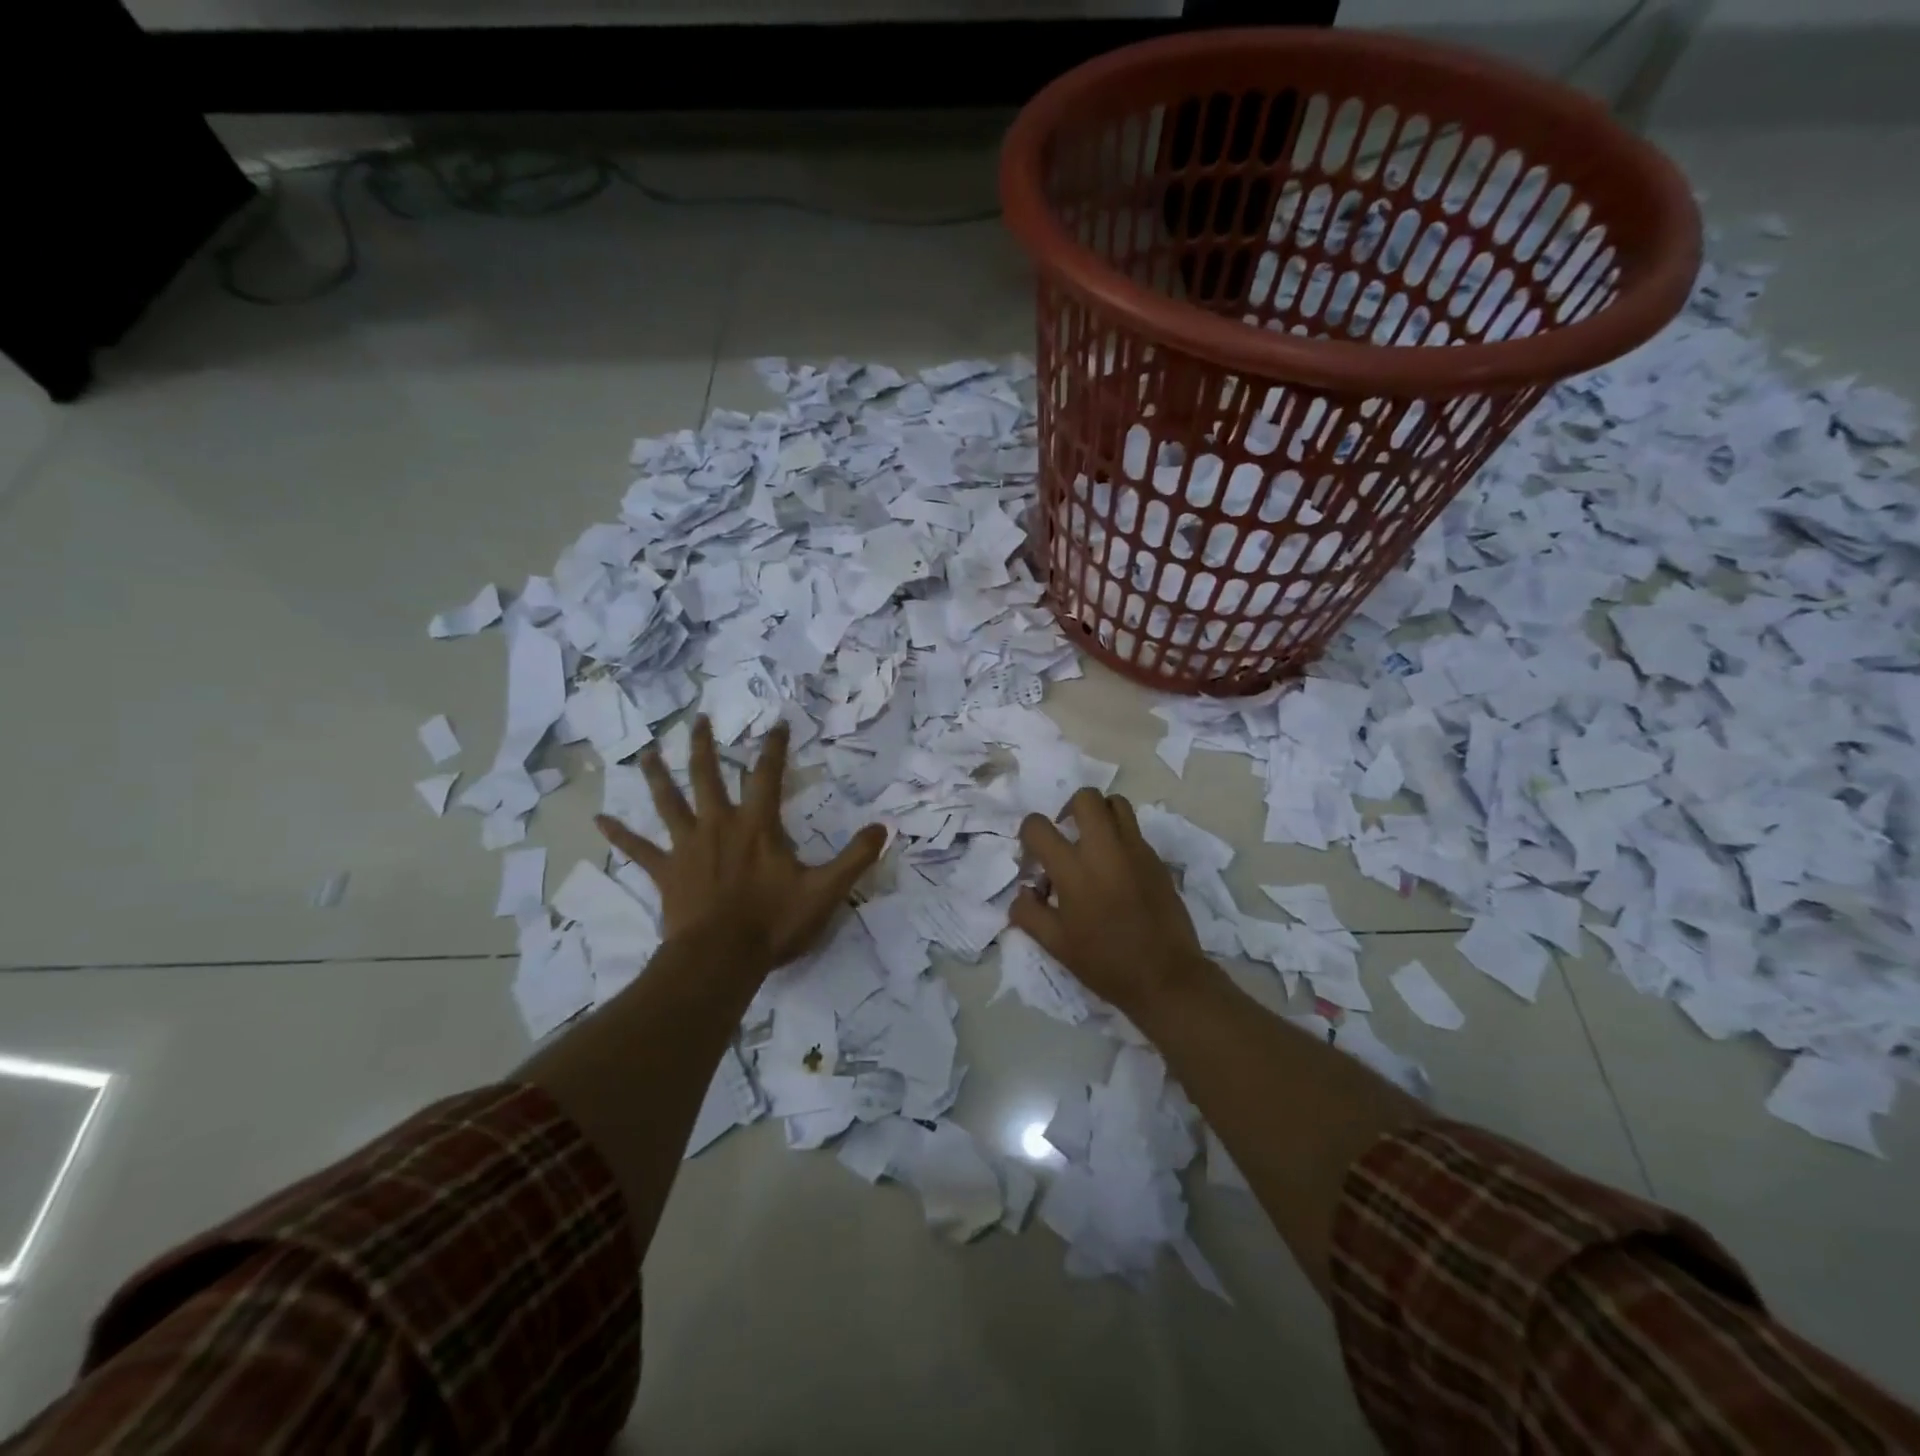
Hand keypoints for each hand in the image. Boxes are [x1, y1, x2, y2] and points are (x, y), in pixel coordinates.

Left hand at [595, 716, 886, 977]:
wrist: (720, 959)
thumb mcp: (826, 891)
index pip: (767, 775)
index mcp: (758, 826)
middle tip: (700, 720)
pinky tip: (598, 820)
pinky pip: (638, 849)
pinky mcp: (665, 872)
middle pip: (708, 776)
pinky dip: (619, 834)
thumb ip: (856, 858)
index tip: (776, 722)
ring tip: (648, 752)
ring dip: (659, 776)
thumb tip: (883, 827)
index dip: (773, 747)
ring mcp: (687, 847)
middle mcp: (719, 825)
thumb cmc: (773, 922)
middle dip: (705, 746)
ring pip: (669, 802)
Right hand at [1011, 788, 1212, 1024]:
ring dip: (1099, 815)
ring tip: (1093, 843)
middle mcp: (1105, 849)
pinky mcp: (1156, 860)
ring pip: (1116, 804)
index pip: (1038, 826)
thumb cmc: (1105, 963)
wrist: (1166, 977)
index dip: (1028, 835)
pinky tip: (1117, 870)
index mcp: (1074, 870)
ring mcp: (1136, 851)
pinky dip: (1119, 838)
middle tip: (1066, 836)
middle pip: (1085, 798)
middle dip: (1068, 809)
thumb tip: (1024, 890)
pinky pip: (1134, 831)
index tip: (1034, 858)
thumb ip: (1028, 912)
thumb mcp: (1055, 945)